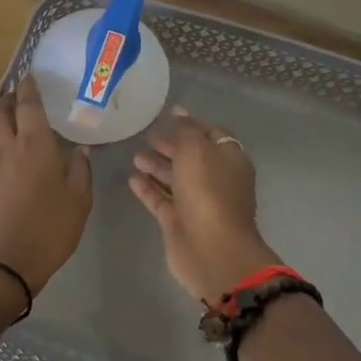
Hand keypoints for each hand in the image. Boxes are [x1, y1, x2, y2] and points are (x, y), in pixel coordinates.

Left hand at [0, 75, 93, 291]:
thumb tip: (80, 149)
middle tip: (22, 93)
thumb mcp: (79, 200)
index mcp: (34, 144)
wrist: (5, 262)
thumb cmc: (49, 227)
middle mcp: (9, 148)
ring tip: (21, 118)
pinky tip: (20, 150)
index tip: (30, 74)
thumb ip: (80, 171)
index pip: (28, 106)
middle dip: (8, 98)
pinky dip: (4, 139)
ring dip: (3, 118)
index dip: (29, 88)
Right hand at [129, 108, 279, 305]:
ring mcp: (197, 202)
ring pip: (174, 178)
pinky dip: (148, 188)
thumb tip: (178, 110)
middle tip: (146, 136)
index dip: (191, 123)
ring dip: (156, 166)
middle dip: (170, 145)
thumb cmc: (208, 192)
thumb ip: (185, 129)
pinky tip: (131, 178)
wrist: (211, 250)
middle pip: (191, 156)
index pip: (212, 134)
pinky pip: (161, 199)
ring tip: (134, 155)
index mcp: (229, 160)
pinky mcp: (178, 221)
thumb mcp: (196, 150)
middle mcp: (215, 179)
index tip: (167, 115)